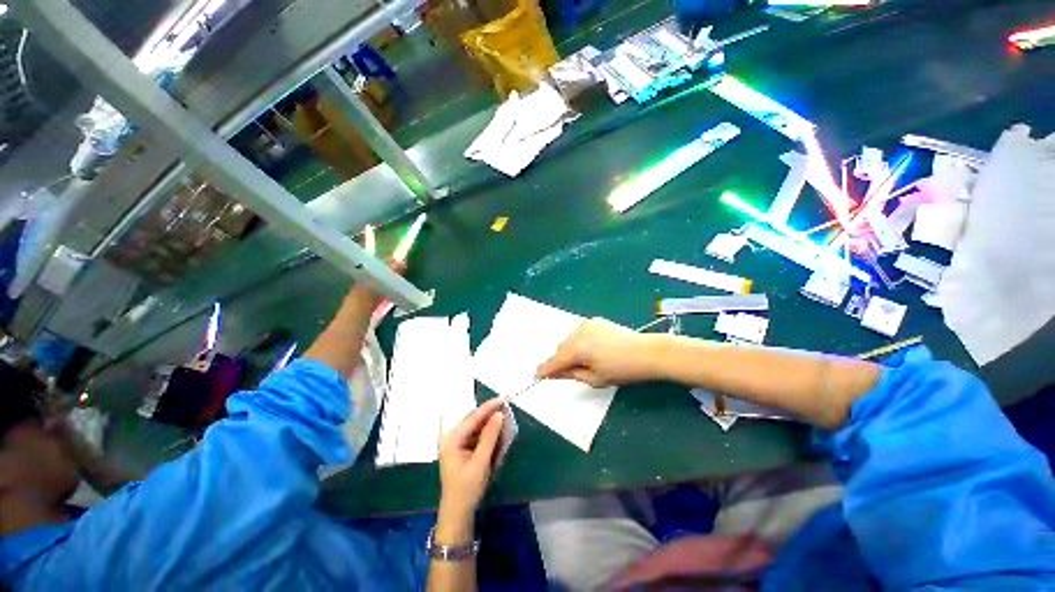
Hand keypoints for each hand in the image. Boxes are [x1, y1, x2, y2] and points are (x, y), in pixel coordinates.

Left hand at [438, 399, 504, 516]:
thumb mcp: (480, 462)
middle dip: (490, 415)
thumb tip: (499, 415)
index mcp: (452, 439)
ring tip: (505, 418)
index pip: (473, 418)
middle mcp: (453, 438)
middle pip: (474, 421)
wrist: (458, 514)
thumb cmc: (467, 489)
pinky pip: (477, 437)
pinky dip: (488, 434)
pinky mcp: (463, 451)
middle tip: (506, 408)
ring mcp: (457, 444)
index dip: (488, 408)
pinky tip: (498, 432)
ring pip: (477, 428)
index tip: (502, 398)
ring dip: (490, 424)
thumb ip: (490, 437)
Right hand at [536, 318, 663, 386]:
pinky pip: (578, 333)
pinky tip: (590, 349)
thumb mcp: (595, 379)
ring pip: (569, 339)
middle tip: (564, 373)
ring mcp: (586, 324)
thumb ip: (571, 374)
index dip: (545, 369)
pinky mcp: (594, 321)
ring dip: (569, 350)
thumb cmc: (622, 370)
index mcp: (577, 349)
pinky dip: (578, 341)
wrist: (647, 352)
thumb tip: (556, 373)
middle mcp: (578, 332)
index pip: (555, 360)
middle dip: (559, 360)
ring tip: (581, 361)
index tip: (537, 376)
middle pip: (560, 348)